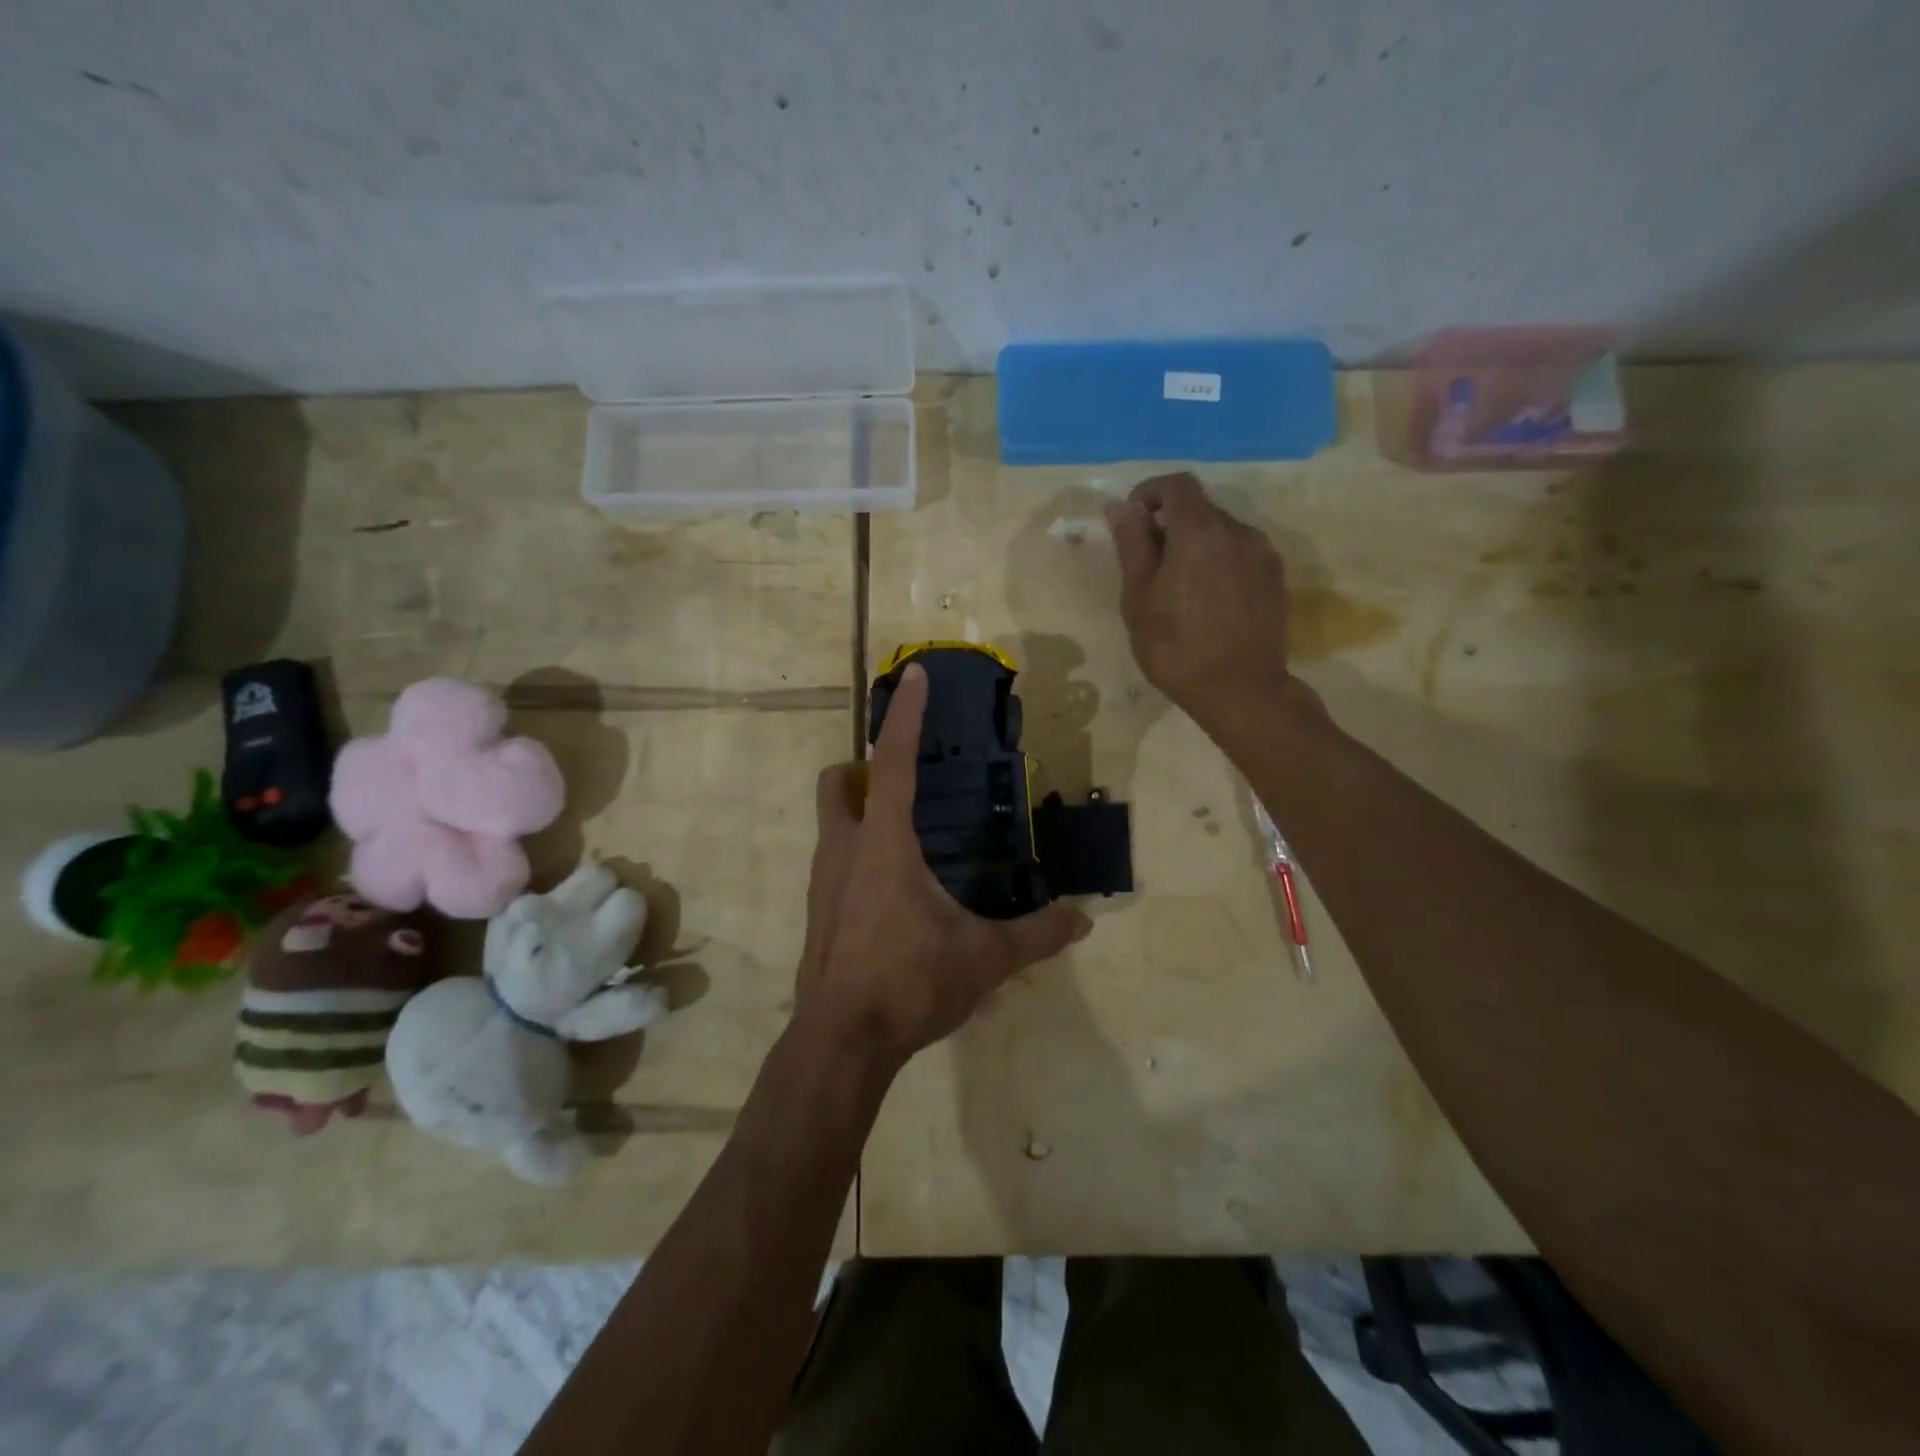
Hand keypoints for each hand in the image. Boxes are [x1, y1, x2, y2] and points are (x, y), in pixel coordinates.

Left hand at [795, 663, 1091, 1069]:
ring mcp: (821, 882)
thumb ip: (1036, 935)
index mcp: (882, 844)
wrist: (841, 1043)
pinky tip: (894, 892)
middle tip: (909, 786)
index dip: (903, 715)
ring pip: (830, 821)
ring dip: (861, 812)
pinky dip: (857, 853)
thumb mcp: (983, 959)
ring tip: (911, 838)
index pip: (892, 762)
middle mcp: (842, 850)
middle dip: (864, 768)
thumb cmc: (909, 984)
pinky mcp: (817, 912)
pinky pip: (833, 860)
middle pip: (838, 781)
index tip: (913, 676)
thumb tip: (1085, 919)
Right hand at [1105, 472, 1312, 734]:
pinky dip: (1219, 564)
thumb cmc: (1177, 646)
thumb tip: (1121, 507)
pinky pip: (1241, 557)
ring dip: (1197, 547)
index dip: (1149, 493)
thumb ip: (1132, 545)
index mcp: (1200, 531)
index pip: (1177, 484)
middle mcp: (1239, 531)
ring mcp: (1263, 555)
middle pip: (1200, 509)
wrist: (1241, 691)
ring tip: (1179, 589)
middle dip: (1171, 526)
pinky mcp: (1276, 580)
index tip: (1132, 522)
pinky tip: (1208, 603)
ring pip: (1222, 534)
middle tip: (1148, 566)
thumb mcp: (1139, 598)